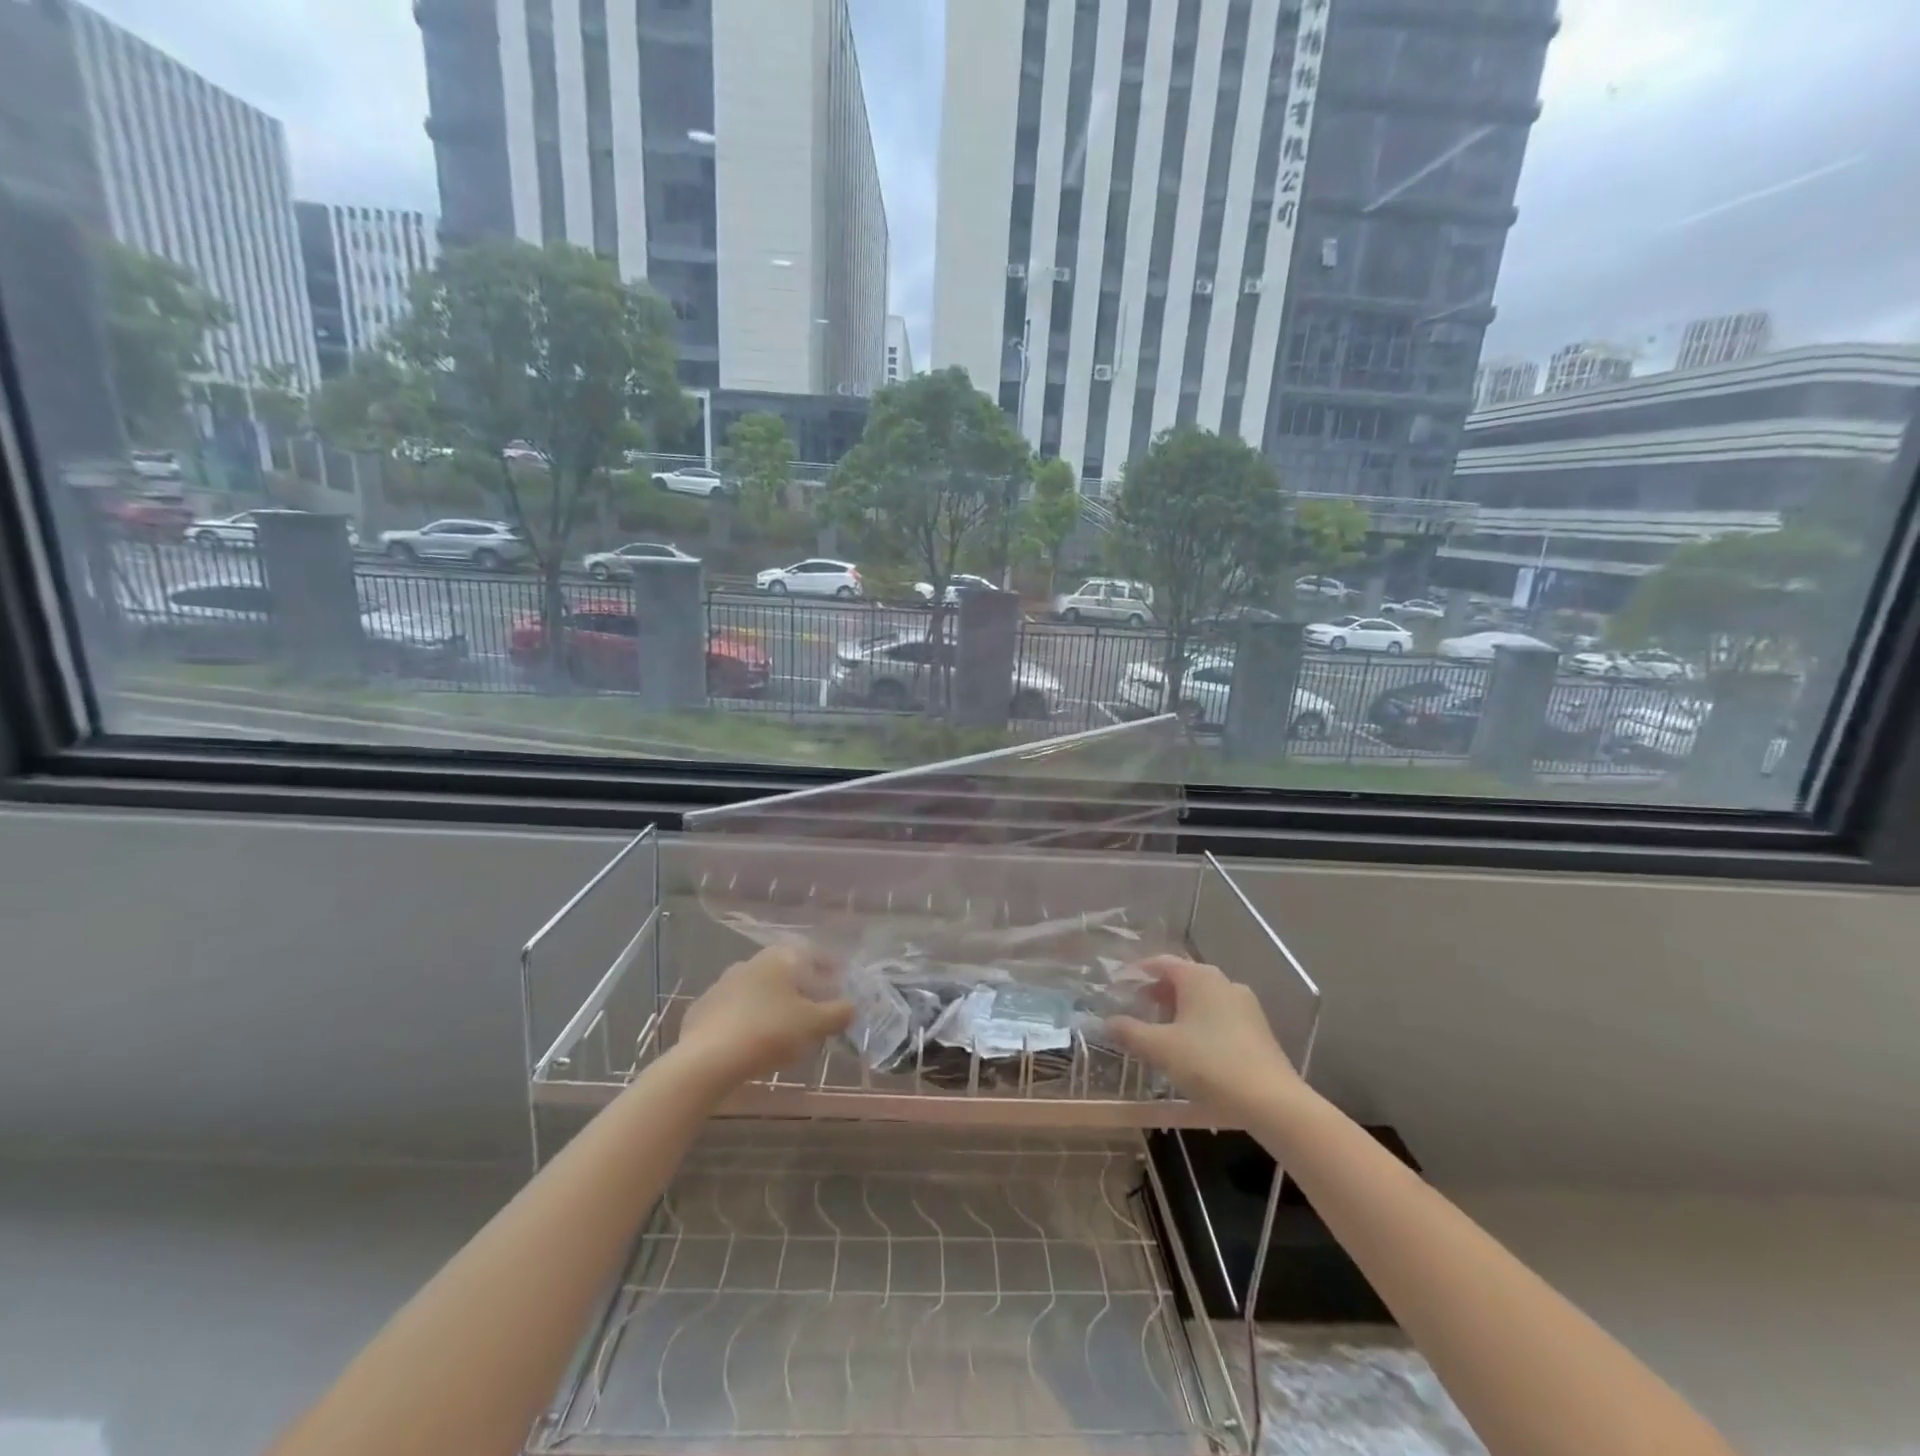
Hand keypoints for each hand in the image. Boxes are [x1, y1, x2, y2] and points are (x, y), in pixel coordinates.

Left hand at [675, 943, 854, 1084]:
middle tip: (816, 1010)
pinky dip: (750, 1020)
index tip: (840, 985)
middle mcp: (752, 962)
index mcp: (781, 958)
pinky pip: (736, 1010)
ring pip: (759, 990)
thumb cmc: (769, 1032)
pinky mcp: (703, 1009)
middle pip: (786, 971)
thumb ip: (838, 1013)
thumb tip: (851, 1005)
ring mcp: (723, 984)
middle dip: (802, 988)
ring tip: (786, 1030)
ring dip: (775, 1004)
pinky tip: (754, 1042)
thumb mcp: (814, 1024)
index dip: (830, 969)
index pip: (812, 954)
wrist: (706, 1059)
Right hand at [1107, 956, 1303, 1118]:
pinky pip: (1219, 1016)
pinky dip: (1199, 1023)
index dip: (1137, 972)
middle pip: (1183, 979)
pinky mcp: (1257, 1029)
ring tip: (1160, 1032)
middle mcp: (1223, 982)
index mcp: (1199, 977)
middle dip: (1157, 992)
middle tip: (1136, 1009)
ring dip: (1178, 1009)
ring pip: (1202, 999)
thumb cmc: (1210, 1064)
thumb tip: (1105, 1022)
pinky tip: (1191, 1049)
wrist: (1272, 1101)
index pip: (1161, 962)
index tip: (1119, 985)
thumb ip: (1129, 1032)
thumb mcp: (1160, 1048)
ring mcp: (1245, 1005)